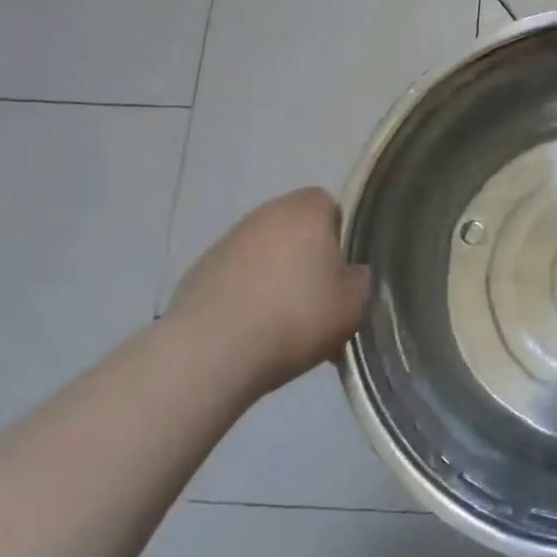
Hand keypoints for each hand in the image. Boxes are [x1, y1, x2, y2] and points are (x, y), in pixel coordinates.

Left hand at [164, 189, 370, 394]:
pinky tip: (250, 330)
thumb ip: (359, 282)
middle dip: (304, 255)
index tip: (340, 270)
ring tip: (281, 320)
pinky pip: (235, 276)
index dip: (337, 234)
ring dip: (273, 275)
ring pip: (262, 251)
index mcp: (306, 211)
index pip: (327, 204)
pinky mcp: (197, 271)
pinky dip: (244, 294)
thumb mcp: (352, 307)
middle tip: (316, 297)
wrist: (211, 352)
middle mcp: (265, 214)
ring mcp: (226, 241)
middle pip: (293, 227)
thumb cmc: (296, 318)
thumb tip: (352, 274)